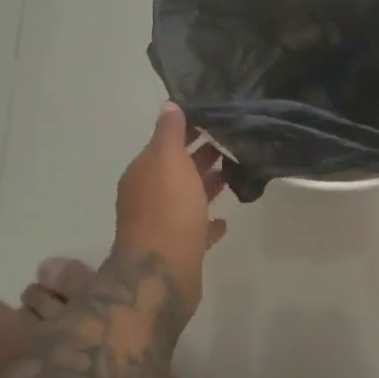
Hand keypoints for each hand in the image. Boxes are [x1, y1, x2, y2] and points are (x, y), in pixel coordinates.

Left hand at [112, 103, 226, 319]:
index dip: (189, 130)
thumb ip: (170, 132)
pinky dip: (208, 221)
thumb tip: (169, 104)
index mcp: (143, 172)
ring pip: (187, 197)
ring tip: (235, 174)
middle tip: (233, 143)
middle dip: (200, 156)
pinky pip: (195, 228)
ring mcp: (162, 224)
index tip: (216, 120)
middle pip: (177, 169)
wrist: (162, 273)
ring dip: (206, 185)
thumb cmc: (167, 209)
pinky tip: (225, 219)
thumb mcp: (168, 159)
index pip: (165, 142)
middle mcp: (148, 196)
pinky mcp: (178, 249)